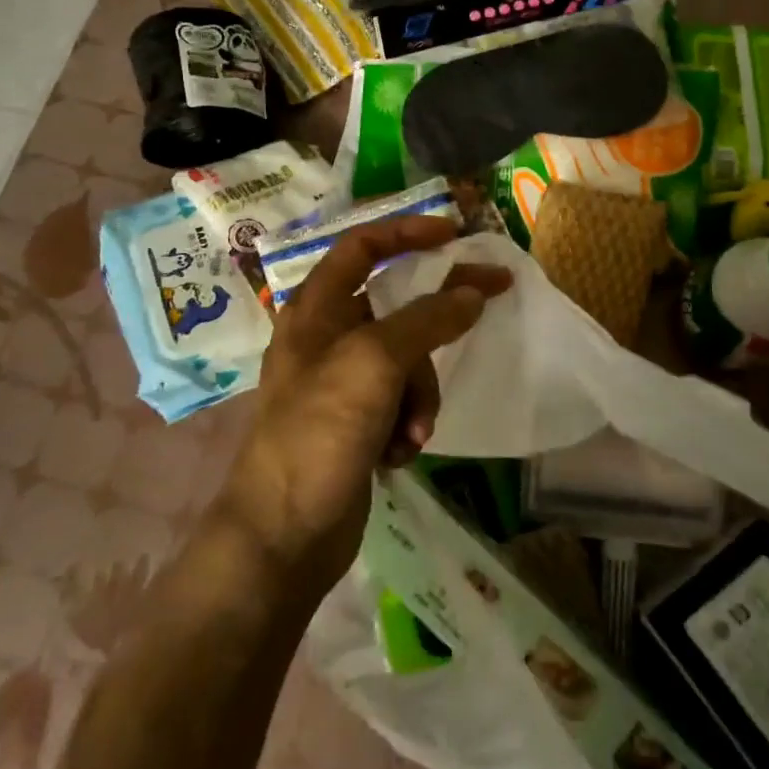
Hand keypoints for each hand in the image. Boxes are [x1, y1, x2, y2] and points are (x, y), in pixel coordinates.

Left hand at [217, 215, 512, 587]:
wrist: (283, 536)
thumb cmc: (319, 432)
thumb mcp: (375, 363)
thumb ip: (427, 320)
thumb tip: (472, 292)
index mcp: (316, 310)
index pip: (362, 246)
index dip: (407, 232)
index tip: (455, 234)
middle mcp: (327, 338)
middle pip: (396, 306)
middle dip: (435, 321)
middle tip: (486, 304)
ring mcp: (342, 384)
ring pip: (408, 360)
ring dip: (422, 392)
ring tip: (415, 430)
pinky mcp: (357, 424)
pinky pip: (401, 403)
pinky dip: (409, 422)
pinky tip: (400, 454)